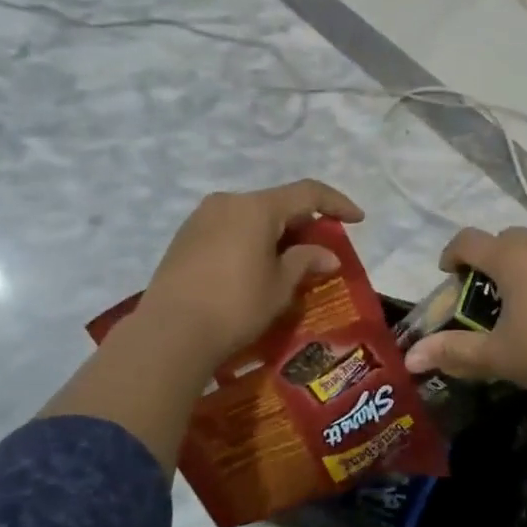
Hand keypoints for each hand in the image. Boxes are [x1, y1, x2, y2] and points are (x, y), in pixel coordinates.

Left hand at [137, 180, 364, 368]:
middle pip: (277, 204)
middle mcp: (228, 202)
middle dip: (303, 224)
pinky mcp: (184, 238)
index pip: (308, 193)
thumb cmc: (235, 306)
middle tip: (321, 251)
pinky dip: (249, 241)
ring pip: (250, 216)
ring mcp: (201, 218)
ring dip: (274, 234)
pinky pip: (229, 229)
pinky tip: (254, 269)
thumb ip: (306, 261)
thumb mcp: (280, 286)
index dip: (336, 204)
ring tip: (288, 263)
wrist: (169, 333)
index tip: (357, 219)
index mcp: (257, 207)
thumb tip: (327, 255)